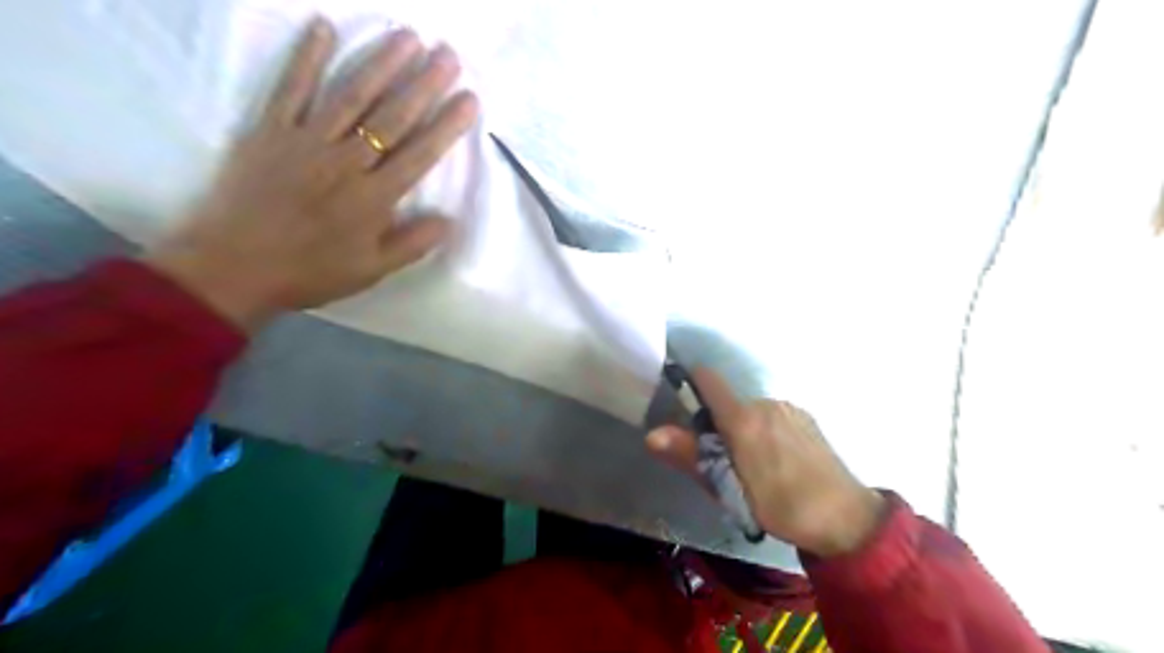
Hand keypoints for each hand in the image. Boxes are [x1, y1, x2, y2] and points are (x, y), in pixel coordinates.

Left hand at [145, 20, 481, 330]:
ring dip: (381, 63)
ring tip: (407, 37)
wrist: (233, 267)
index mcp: (374, 198)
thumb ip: (413, 244)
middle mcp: (346, 162)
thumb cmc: (310, 271)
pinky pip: (291, 88)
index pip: (419, 154)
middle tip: (447, 55)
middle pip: (391, 117)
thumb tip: (451, 220)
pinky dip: (306, 57)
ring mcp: (306, 141)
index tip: (468, 99)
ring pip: (351, 96)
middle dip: (423, 84)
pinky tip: (323, 28)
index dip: (446, 125)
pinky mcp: (270, 131)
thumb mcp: (372, 270)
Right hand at [645, 368, 883, 556]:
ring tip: (754, 467)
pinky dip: (766, 431)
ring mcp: (790, 409)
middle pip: (729, 404)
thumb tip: (652, 434)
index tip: (680, 399)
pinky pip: (773, 417)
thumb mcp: (729, 490)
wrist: (848, 519)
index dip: (691, 382)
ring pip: (752, 412)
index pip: (708, 380)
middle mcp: (765, 403)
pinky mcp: (807, 419)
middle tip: (724, 463)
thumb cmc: (782, 506)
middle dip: (719, 424)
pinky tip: (779, 461)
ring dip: (745, 430)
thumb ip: (691, 457)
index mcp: (743, 418)